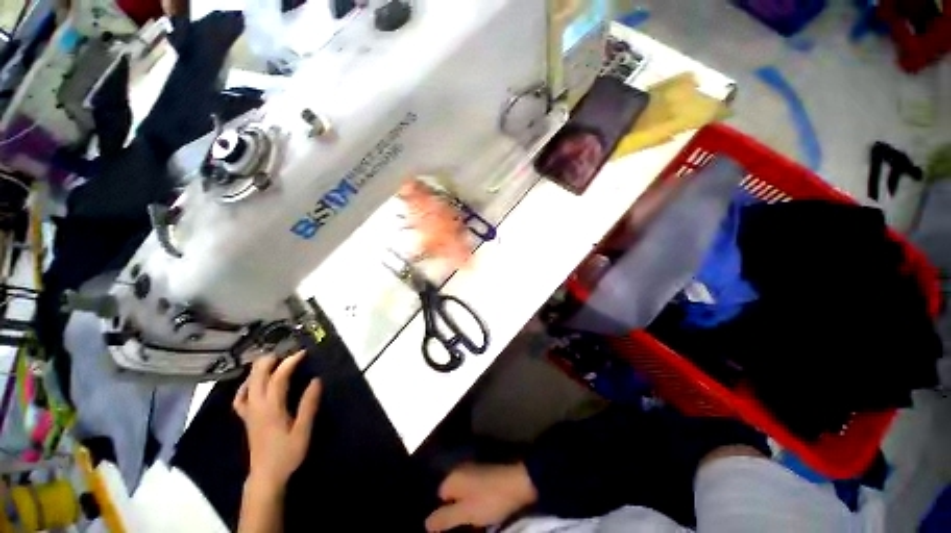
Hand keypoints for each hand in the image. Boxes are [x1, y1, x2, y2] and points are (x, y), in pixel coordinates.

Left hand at [233, 352, 321, 491]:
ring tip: (273, 361)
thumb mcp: (303, 430)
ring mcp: (248, 412)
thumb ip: (309, 404)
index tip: (303, 352)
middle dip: (271, 360)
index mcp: (271, 408)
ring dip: (259, 369)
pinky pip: (240, 397)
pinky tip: (253, 382)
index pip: (278, 377)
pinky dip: (246, 385)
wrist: (266, 476)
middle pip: (257, 376)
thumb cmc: (287, 453)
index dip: (290, 362)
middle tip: (287, 352)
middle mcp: (256, 406)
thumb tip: (316, 380)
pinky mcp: (246, 418)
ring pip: (247, 383)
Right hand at [425, 463, 537, 531]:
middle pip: (451, 496)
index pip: (438, 497)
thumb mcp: (465, 513)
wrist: (518, 484)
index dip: (442, 514)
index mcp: (453, 477)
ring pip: (463, 495)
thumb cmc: (489, 499)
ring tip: (472, 524)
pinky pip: (474, 492)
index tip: (448, 528)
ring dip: (466, 509)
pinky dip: (475, 503)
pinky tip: (481, 514)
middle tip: (461, 527)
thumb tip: (425, 523)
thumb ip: (444, 518)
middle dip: (454, 512)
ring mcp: (474, 471)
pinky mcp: (486, 475)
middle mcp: (461, 470)